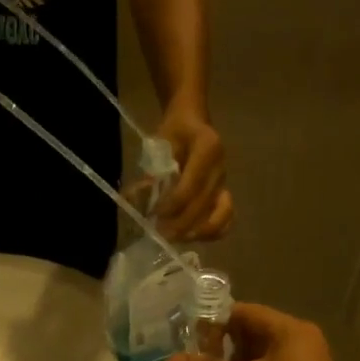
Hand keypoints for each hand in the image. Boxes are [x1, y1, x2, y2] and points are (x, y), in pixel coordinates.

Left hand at [155, 105, 231, 240]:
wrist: (193, 121)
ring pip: (219, 217)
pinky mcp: (224, 195)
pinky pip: (226, 220)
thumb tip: (133, 199)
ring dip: (196, 232)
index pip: (191, 185)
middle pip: (203, 204)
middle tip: (159, 235)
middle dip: (180, 224)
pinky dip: (211, 232)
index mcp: (208, 148)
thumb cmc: (174, 132)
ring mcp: (225, 183)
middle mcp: (221, 167)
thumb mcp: (159, 144)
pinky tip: (192, 236)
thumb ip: (150, 173)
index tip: (154, 216)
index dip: (172, 205)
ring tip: (175, 238)